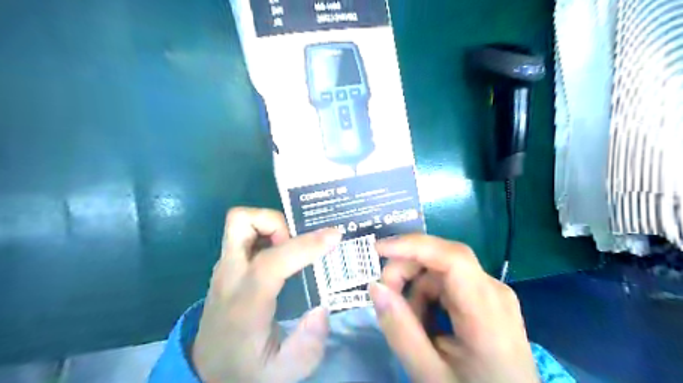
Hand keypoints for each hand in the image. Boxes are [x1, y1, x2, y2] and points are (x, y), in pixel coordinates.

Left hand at [190, 209, 338, 382]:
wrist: (207, 369)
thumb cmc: (246, 368)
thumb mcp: (282, 372)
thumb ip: (307, 346)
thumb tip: (322, 308)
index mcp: (245, 304)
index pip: (272, 263)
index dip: (305, 246)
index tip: (335, 236)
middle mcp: (230, 277)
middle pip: (242, 222)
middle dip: (277, 222)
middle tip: (298, 242)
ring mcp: (225, 267)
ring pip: (240, 222)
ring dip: (271, 225)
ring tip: (291, 248)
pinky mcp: (227, 265)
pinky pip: (245, 234)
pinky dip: (266, 233)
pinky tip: (282, 253)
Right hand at [369, 235, 538, 381]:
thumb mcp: (429, 373)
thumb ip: (400, 330)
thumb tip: (375, 286)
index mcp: (487, 312)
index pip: (452, 258)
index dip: (413, 246)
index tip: (377, 250)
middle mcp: (494, 290)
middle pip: (442, 259)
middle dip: (407, 271)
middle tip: (386, 297)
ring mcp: (492, 292)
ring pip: (441, 271)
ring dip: (416, 290)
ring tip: (411, 325)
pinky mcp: (486, 297)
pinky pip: (448, 283)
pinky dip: (428, 297)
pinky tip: (426, 324)